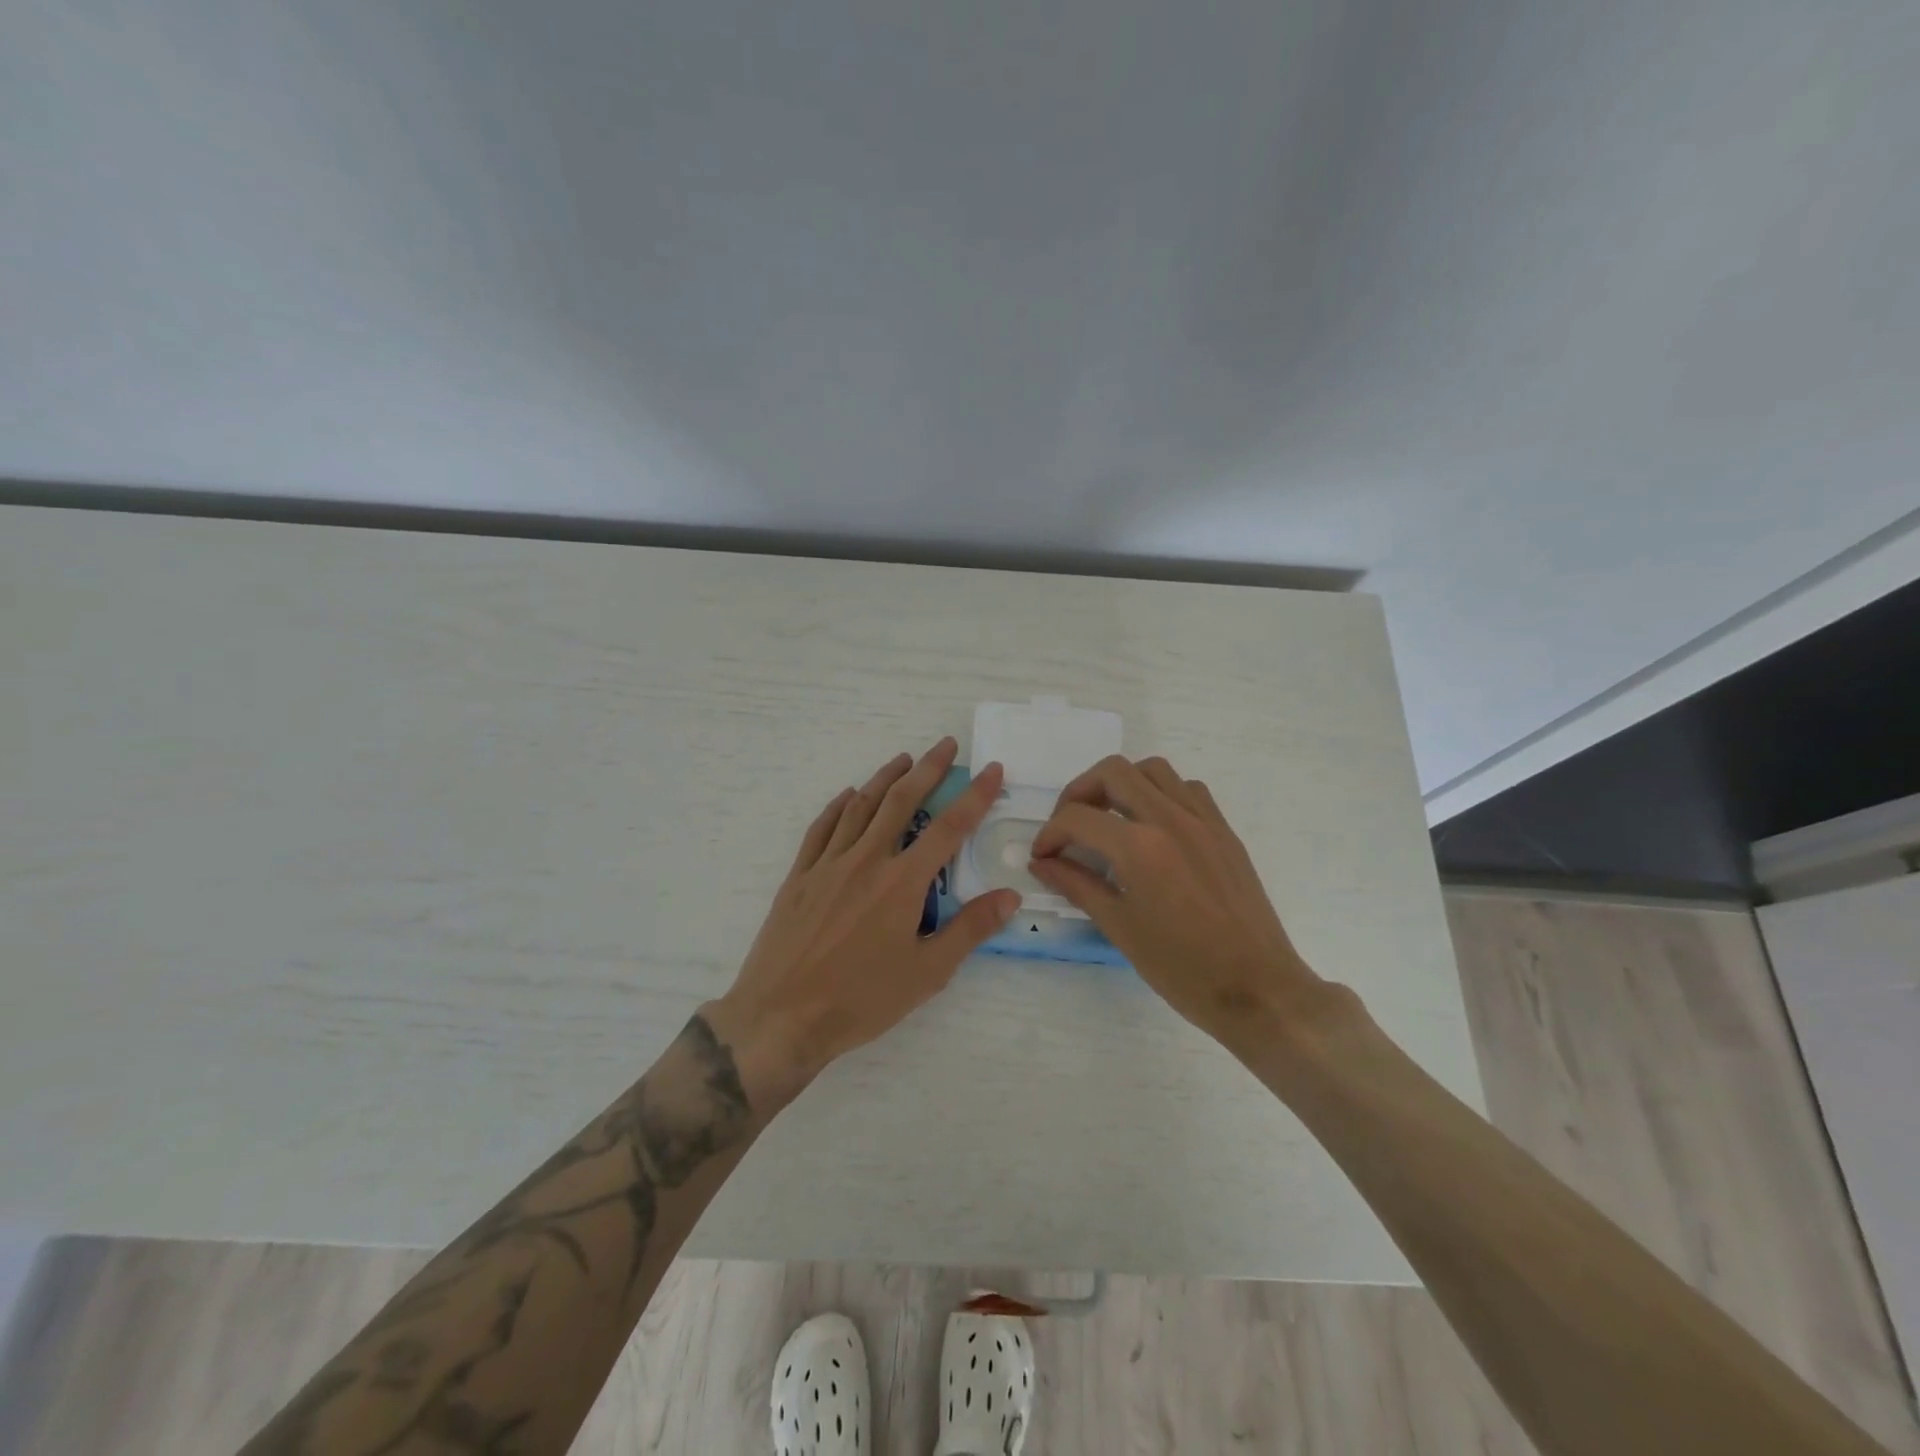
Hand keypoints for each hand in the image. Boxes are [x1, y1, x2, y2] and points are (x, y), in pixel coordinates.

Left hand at [706, 738, 1021, 1106]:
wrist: (781, 1018)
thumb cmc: (860, 1000)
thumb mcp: (927, 973)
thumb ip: (970, 929)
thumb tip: (1010, 896)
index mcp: (902, 882)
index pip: (949, 828)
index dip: (975, 796)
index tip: (992, 770)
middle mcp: (866, 860)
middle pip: (901, 801)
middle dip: (928, 769)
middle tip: (946, 745)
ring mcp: (828, 865)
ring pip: (860, 807)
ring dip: (885, 778)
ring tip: (903, 759)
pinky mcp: (799, 877)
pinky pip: (821, 829)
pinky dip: (838, 806)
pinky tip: (848, 796)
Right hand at [1027, 755, 1332, 1047]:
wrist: (1258, 989)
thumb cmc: (1182, 968)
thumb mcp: (1119, 927)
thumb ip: (1077, 885)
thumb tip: (1043, 863)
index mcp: (1140, 847)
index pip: (1077, 817)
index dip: (1050, 834)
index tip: (1043, 857)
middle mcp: (1170, 819)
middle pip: (1113, 771)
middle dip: (1079, 792)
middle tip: (1069, 825)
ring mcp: (1203, 820)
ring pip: (1153, 769)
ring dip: (1121, 783)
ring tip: (1108, 818)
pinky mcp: (1224, 831)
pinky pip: (1187, 789)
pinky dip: (1160, 793)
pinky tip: (1152, 826)